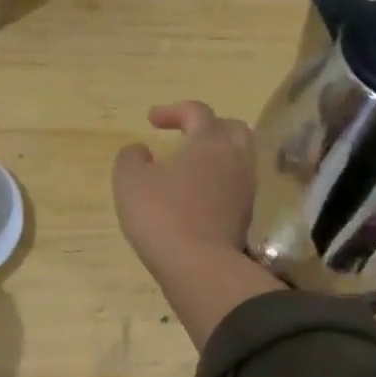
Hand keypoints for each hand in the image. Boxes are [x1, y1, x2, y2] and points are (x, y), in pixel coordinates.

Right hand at [113, 101, 256, 278]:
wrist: (199, 267)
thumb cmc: (161, 215)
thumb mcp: (130, 180)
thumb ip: (131, 157)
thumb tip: (140, 150)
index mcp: (210, 142)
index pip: (197, 111)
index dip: (173, 110)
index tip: (151, 120)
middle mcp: (235, 160)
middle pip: (232, 129)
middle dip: (208, 126)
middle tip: (185, 135)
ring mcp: (245, 190)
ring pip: (238, 160)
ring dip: (216, 157)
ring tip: (190, 167)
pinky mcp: (245, 217)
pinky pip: (235, 187)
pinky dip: (218, 182)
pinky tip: (197, 195)